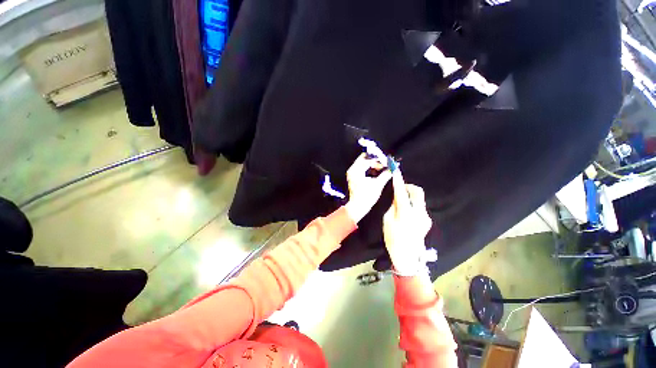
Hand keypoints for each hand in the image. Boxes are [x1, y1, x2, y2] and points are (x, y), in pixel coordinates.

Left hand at [344, 154, 392, 222]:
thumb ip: (386, 174)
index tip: (387, 164)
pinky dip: (370, 170)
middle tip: (384, 166)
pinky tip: (377, 175)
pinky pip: (362, 169)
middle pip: (365, 159)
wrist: (357, 207)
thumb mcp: (378, 184)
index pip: (368, 159)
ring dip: (373, 166)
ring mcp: (352, 174)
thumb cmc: (366, 196)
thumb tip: (393, 168)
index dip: (379, 161)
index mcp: (356, 170)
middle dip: (375, 162)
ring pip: (363, 164)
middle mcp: (352, 170)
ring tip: (382, 171)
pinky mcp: (354, 178)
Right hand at [383, 170, 432, 275]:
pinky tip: (406, 213)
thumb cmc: (393, 239)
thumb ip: (393, 206)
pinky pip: (419, 207)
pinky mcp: (427, 221)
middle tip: (400, 188)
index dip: (398, 181)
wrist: (408, 257)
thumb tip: (397, 198)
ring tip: (401, 203)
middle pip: (418, 192)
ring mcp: (425, 217)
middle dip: (409, 187)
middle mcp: (419, 212)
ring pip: (419, 199)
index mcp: (406, 213)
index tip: (396, 171)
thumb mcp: (387, 221)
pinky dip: (412, 205)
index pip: (402, 192)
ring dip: (410, 197)